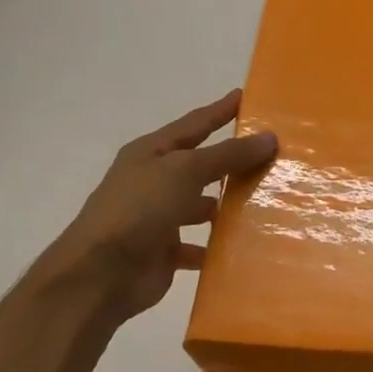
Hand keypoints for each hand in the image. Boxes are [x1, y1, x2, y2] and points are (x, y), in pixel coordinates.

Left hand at [35, 90, 276, 325]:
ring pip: (201, 206)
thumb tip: (269, 137)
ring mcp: (158, 218)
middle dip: (231, 161)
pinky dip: (218, 247)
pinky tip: (246, 246)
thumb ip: (227, 155)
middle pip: (200, 166)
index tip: (246, 97)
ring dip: (227, 206)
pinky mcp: (164, 252)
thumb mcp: (185, 171)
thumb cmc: (139, 208)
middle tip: (272, 155)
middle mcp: (153, 181)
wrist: (100, 274)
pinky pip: (199, 245)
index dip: (219, 111)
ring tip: (267, 202)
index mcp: (151, 153)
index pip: (194, 124)